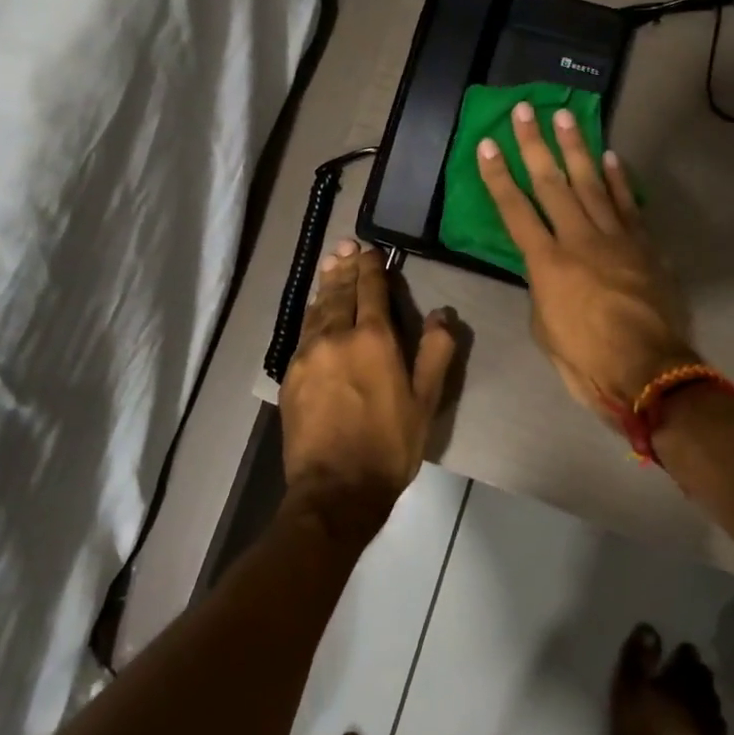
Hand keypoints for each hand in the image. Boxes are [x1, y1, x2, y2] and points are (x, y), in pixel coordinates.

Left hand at [280, 241, 456, 526]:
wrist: (335, 488)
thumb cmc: (389, 445)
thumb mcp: (426, 401)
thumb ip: (435, 352)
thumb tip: (442, 313)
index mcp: (374, 339)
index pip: (371, 290)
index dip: (372, 267)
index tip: (372, 251)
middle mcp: (337, 336)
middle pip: (340, 292)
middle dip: (345, 267)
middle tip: (346, 246)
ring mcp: (309, 353)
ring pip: (318, 308)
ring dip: (326, 284)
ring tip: (330, 265)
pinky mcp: (291, 373)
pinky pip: (303, 331)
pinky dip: (312, 313)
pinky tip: (315, 310)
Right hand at [477, 104, 694, 418]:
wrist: (649, 372)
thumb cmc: (587, 360)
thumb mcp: (544, 328)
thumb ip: (541, 289)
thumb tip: (546, 271)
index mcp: (547, 263)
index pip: (514, 210)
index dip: (498, 176)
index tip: (486, 144)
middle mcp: (578, 239)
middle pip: (551, 183)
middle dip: (534, 144)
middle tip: (525, 109)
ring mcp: (615, 238)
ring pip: (591, 183)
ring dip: (576, 147)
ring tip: (565, 116)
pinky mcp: (643, 245)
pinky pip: (628, 204)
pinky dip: (618, 179)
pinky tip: (609, 156)